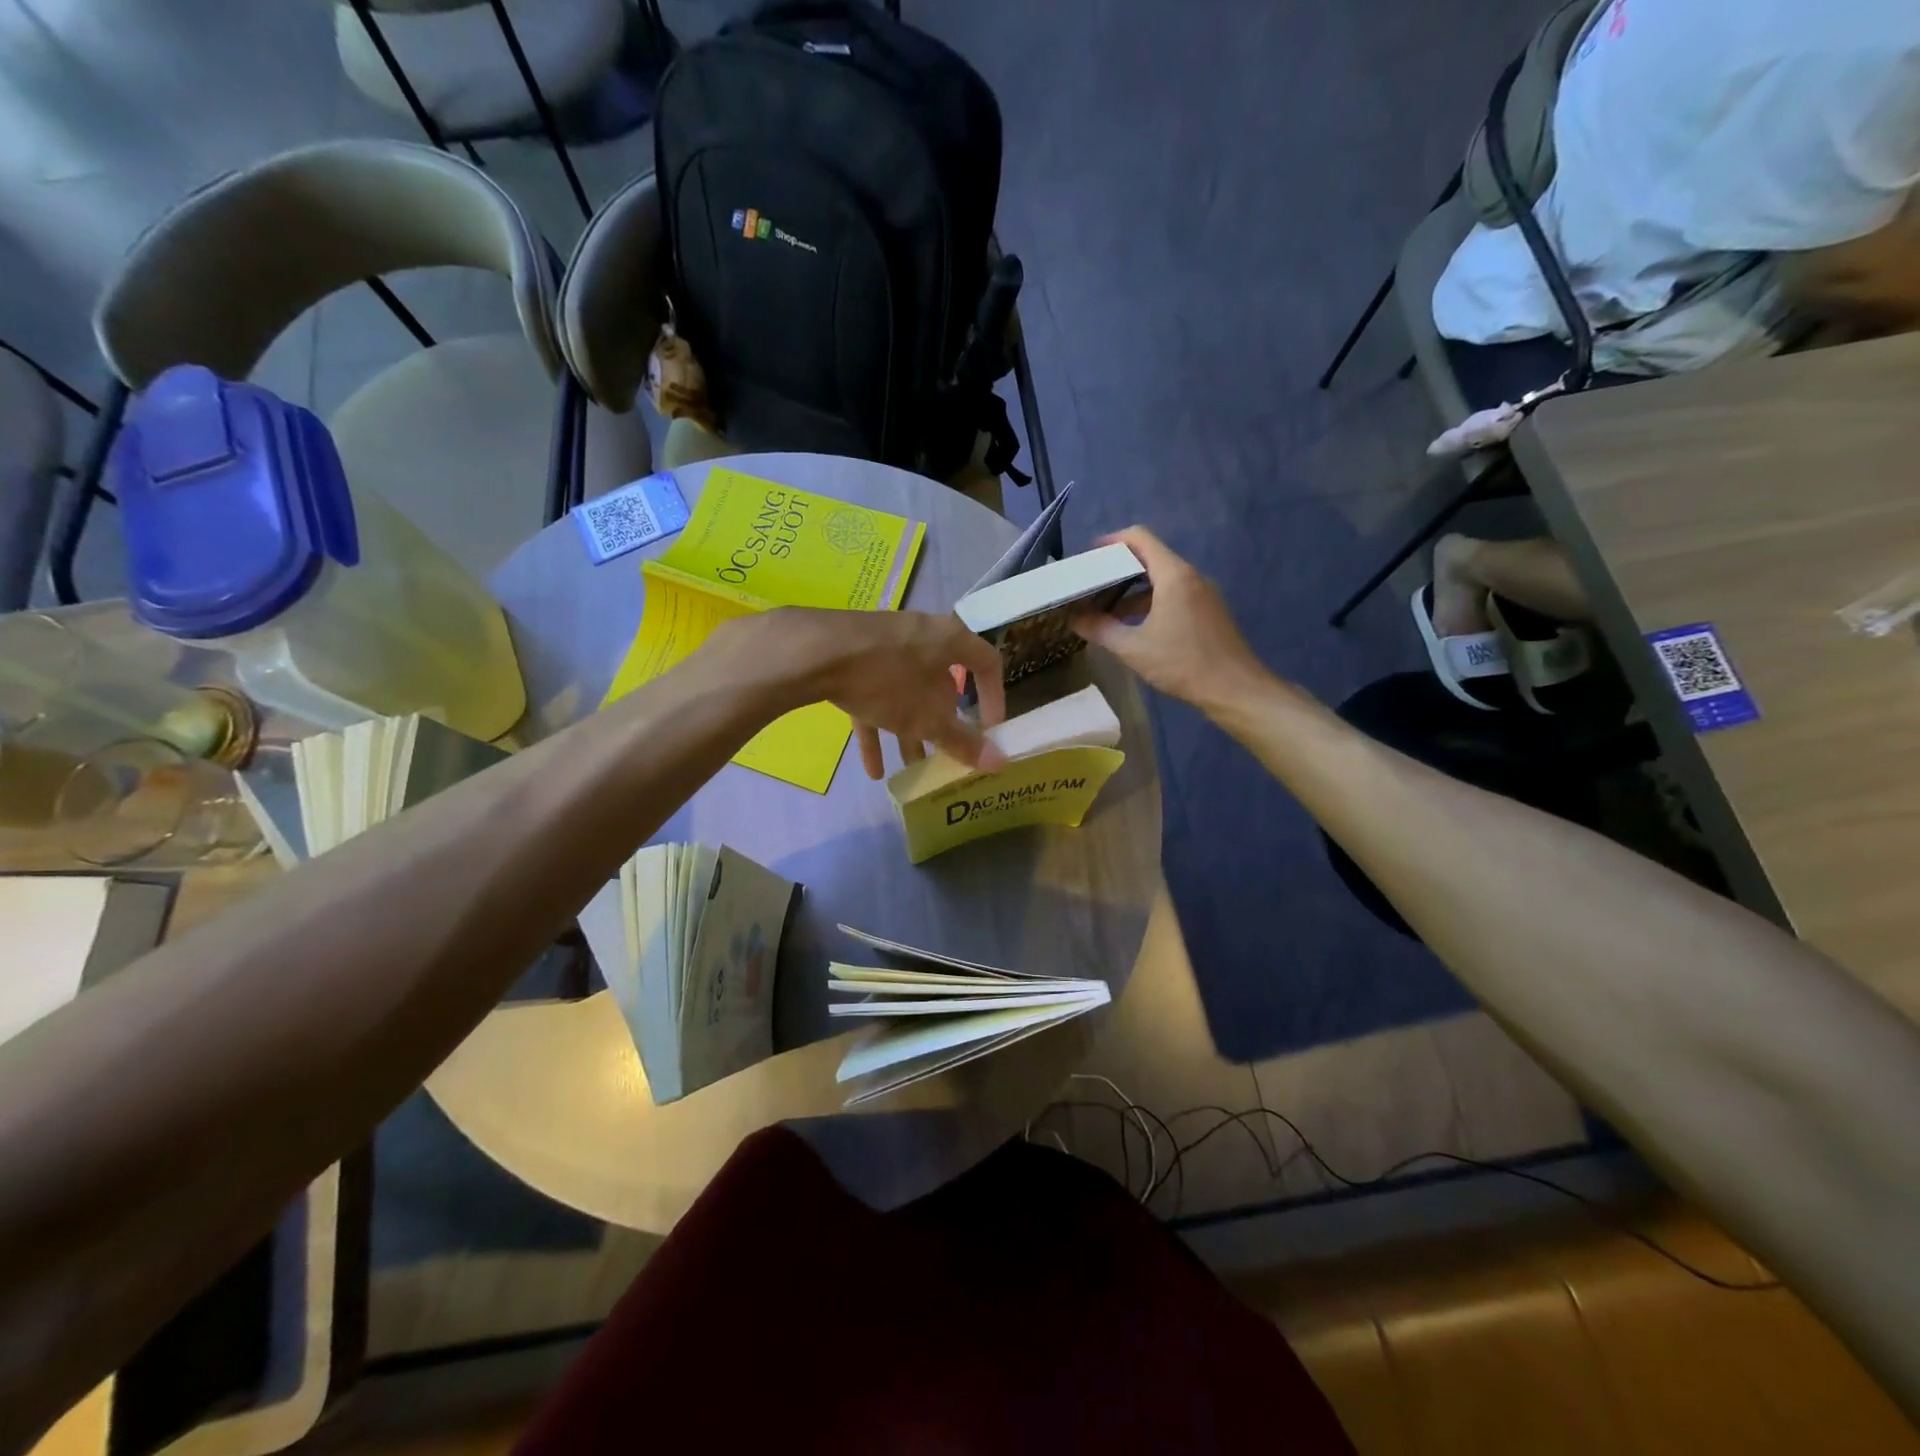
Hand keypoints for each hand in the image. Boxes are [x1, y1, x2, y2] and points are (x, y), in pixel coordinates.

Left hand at [730, 608, 1007, 778]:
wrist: (813, 652)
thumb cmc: (886, 679)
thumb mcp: (926, 717)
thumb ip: (962, 742)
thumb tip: (1000, 763)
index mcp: (948, 640)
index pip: (987, 663)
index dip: (994, 697)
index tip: (991, 728)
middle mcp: (920, 637)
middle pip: (941, 684)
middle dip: (943, 725)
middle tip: (946, 756)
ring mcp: (884, 646)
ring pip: (906, 694)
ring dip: (909, 733)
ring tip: (910, 771)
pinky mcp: (853, 658)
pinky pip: (873, 696)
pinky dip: (876, 729)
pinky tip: (871, 769)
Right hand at [1071, 526, 1267, 708]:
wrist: (1235, 689)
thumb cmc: (1182, 663)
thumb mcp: (1133, 648)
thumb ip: (1100, 630)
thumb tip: (1074, 619)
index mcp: (1173, 575)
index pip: (1140, 538)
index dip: (1112, 542)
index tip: (1089, 558)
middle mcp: (1191, 576)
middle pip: (1150, 558)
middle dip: (1118, 569)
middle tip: (1091, 586)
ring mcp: (1203, 593)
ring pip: (1162, 580)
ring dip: (1133, 591)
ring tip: (1106, 612)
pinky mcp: (1208, 611)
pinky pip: (1174, 595)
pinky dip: (1151, 602)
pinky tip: (1135, 627)